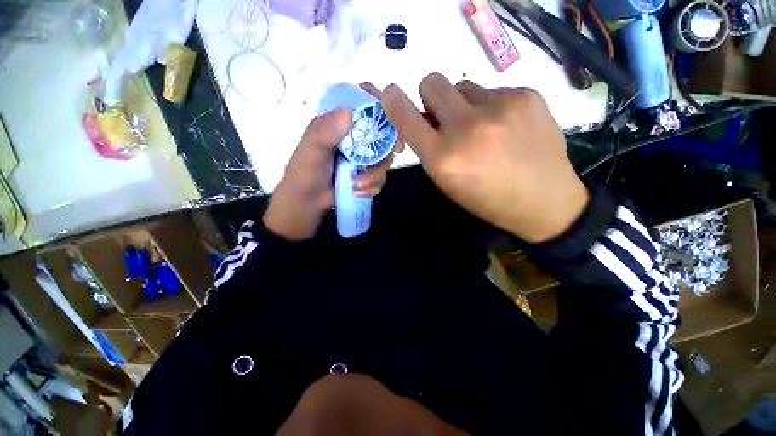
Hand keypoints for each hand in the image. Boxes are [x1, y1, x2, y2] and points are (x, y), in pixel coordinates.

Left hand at [264, 83, 401, 240]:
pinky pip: (381, 177)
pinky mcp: (367, 175)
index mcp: (338, 124)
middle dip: (389, 144)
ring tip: (358, 186)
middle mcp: (354, 138)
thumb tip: (349, 113)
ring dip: (376, 174)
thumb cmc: (304, 175)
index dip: (379, 104)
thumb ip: (324, 132)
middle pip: (382, 132)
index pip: (362, 103)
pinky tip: (359, 192)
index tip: (391, 117)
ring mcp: (362, 158)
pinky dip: (373, 186)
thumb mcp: (310, 151)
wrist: (308, 204)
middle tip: (395, 151)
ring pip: (384, 158)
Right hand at [381, 73, 587, 242]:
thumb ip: (430, 149)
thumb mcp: (448, 182)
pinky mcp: (526, 95)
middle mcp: (467, 128)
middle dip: (432, 96)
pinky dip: (492, 106)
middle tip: (447, 114)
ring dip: (465, 104)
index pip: (407, 118)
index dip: (394, 102)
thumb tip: (424, 118)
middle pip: (433, 82)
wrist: (543, 200)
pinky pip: (493, 90)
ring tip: (484, 127)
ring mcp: (499, 107)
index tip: (391, 93)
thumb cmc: (486, 198)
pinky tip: (507, 127)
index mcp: (444, 158)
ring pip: (464, 85)